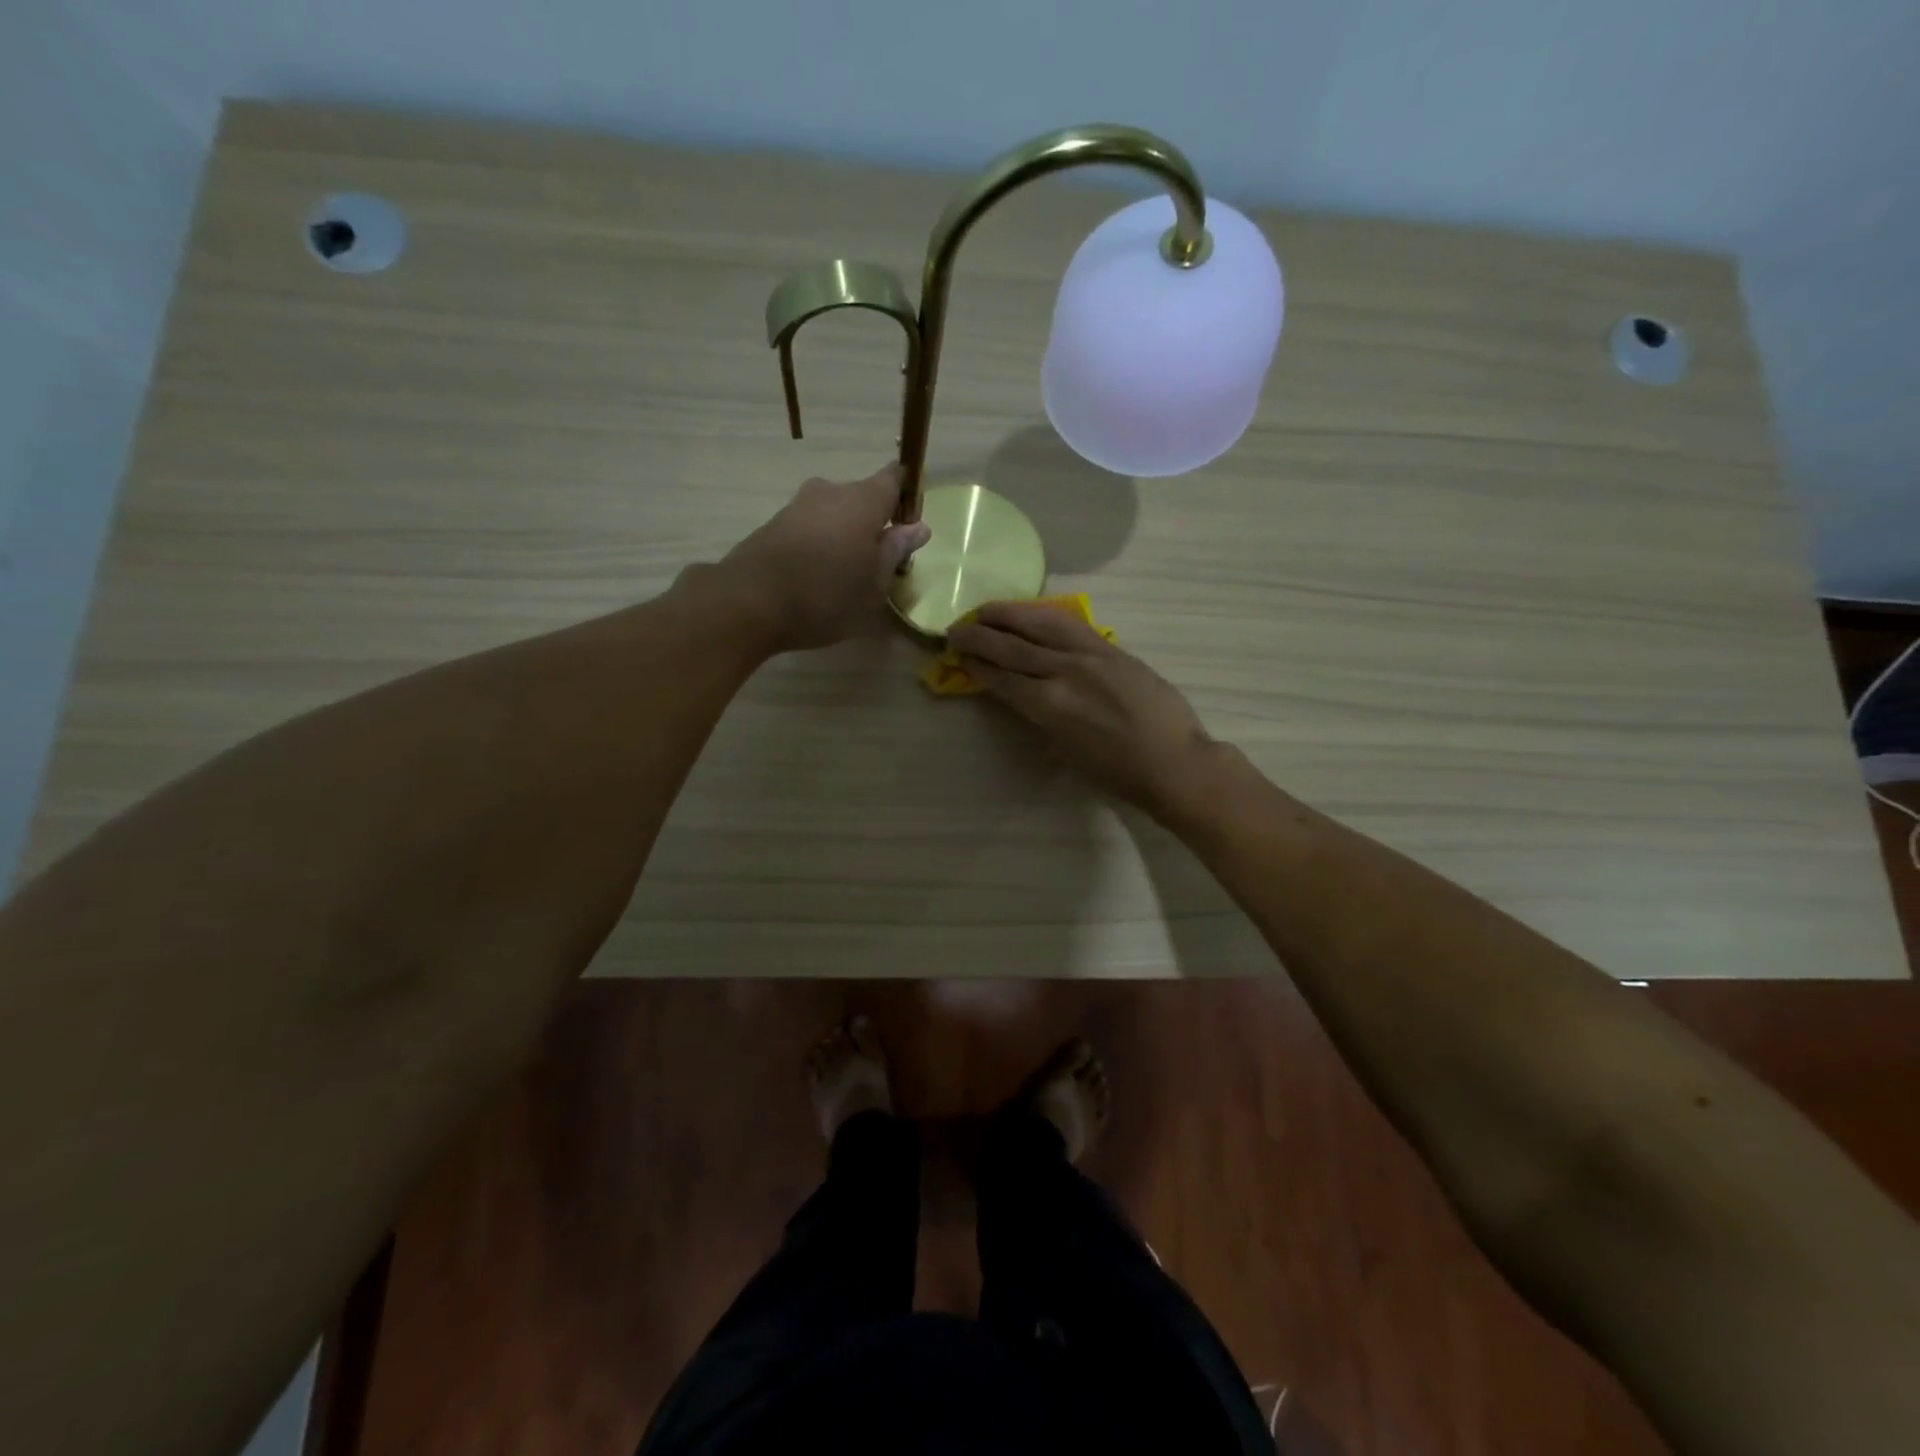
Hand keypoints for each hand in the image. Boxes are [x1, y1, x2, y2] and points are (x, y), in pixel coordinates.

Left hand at [719, 466, 930, 652]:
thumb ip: (896, 551)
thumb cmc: (826, 595)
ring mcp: (797, 506)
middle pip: (861, 497)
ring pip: (833, 513)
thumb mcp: (874, 584)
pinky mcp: (773, 524)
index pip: (893, 478)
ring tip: (847, 573)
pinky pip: (810, 527)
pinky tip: (818, 576)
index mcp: (863, 501)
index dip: (905, 493)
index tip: (910, 517)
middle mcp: (830, 492)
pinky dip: (819, 544)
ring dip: (844, 534)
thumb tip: (919, 527)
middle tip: (879, 560)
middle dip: (873, 522)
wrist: (748, 602)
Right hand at [948, 601, 1217, 819]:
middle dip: (978, 636)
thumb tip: (1019, 692)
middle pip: (1011, 646)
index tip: (958, 656)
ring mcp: (1090, 654)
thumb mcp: (1065, 750)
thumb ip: (1039, 716)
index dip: (976, 665)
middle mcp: (1064, 672)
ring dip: (1007, 613)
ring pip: (1039, 623)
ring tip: (985, 610)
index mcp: (1049, 706)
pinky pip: (1070, 623)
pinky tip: (1030, 611)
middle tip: (955, 629)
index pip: (1001, 677)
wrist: (1173, 761)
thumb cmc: (1117, 772)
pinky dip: (1043, 614)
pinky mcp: (1111, 647)